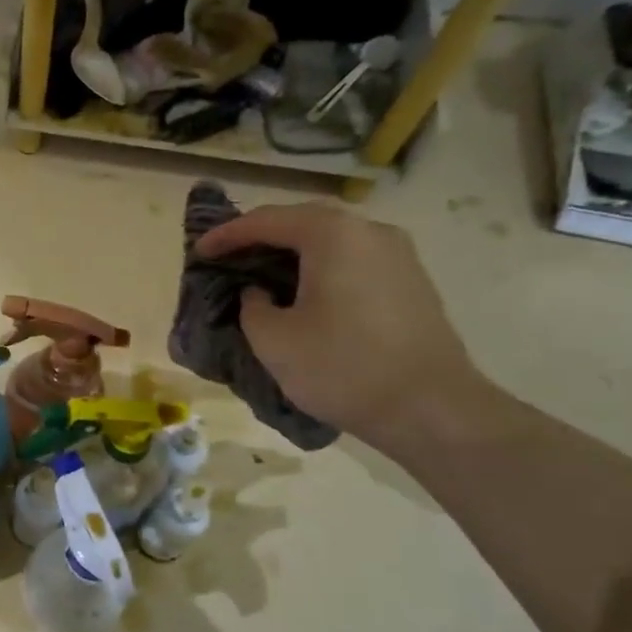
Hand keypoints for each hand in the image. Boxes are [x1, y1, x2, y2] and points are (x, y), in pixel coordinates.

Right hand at [196, 201, 484, 450]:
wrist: (432, 409)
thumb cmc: (343, 368)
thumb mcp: (274, 340)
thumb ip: (252, 306)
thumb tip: (260, 294)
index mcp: (332, 235)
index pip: (266, 221)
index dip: (226, 235)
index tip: (199, 252)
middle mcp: (369, 231)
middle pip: (302, 222)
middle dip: (260, 237)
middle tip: (228, 257)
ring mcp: (398, 254)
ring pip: (331, 241)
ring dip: (292, 253)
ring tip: (261, 274)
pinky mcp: (410, 281)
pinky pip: (353, 260)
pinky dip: (320, 268)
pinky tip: (304, 293)